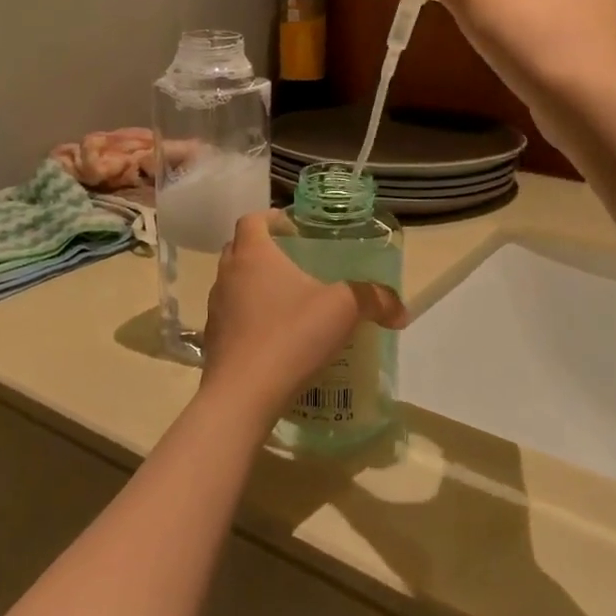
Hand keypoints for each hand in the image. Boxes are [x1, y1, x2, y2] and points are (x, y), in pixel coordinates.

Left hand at [199, 214, 406, 428]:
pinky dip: (251, 321)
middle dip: (265, 251)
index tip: (295, 229)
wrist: (241, 397)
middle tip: (296, 262)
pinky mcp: (214, 343)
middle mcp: (227, 276)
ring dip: (256, 287)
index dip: (273, 218)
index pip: (253, 220)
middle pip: (240, 249)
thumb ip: (374, 300)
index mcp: (253, 255)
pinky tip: (278, 339)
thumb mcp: (343, 310)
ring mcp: (215, 311)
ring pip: (234, 286)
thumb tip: (401, 310)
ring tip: (290, 303)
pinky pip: (233, 320)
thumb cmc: (290, 336)